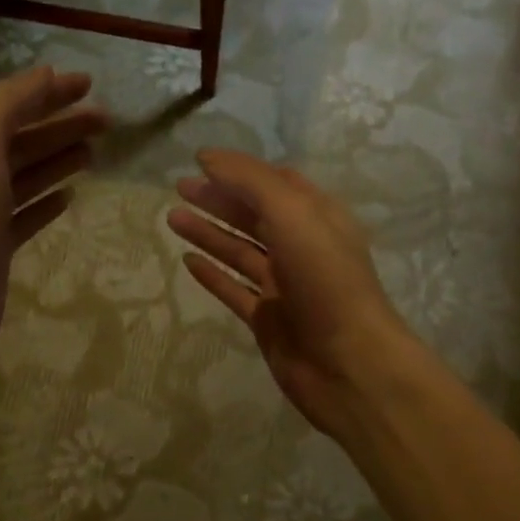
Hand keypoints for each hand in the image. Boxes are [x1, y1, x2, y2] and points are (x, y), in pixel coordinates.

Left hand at [0, 67, 106, 397]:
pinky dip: (46, 202)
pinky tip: (69, 197)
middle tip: (107, 121)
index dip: (45, 92)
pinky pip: (25, 216)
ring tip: (96, 152)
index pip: (5, 106)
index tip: (89, 85)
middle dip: (60, 125)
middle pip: (19, 141)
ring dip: (57, 159)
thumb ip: (6, 108)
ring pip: (24, 177)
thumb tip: (43, 76)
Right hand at [167, 150, 418, 437]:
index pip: (276, 182)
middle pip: (254, 215)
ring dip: (208, 233)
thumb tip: (208, 157)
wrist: (348, 363)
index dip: (240, 170)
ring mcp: (284, 286)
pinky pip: (235, 290)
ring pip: (240, 251)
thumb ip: (250, 181)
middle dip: (218, 199)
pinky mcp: (268, 320)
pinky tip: (187, 262)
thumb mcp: (292, 214)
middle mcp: (302, 247)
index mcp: (317, 218)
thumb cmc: (325, 279)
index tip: (201, 162)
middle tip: (179, 188)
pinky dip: (213, 275)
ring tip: (172, 218)